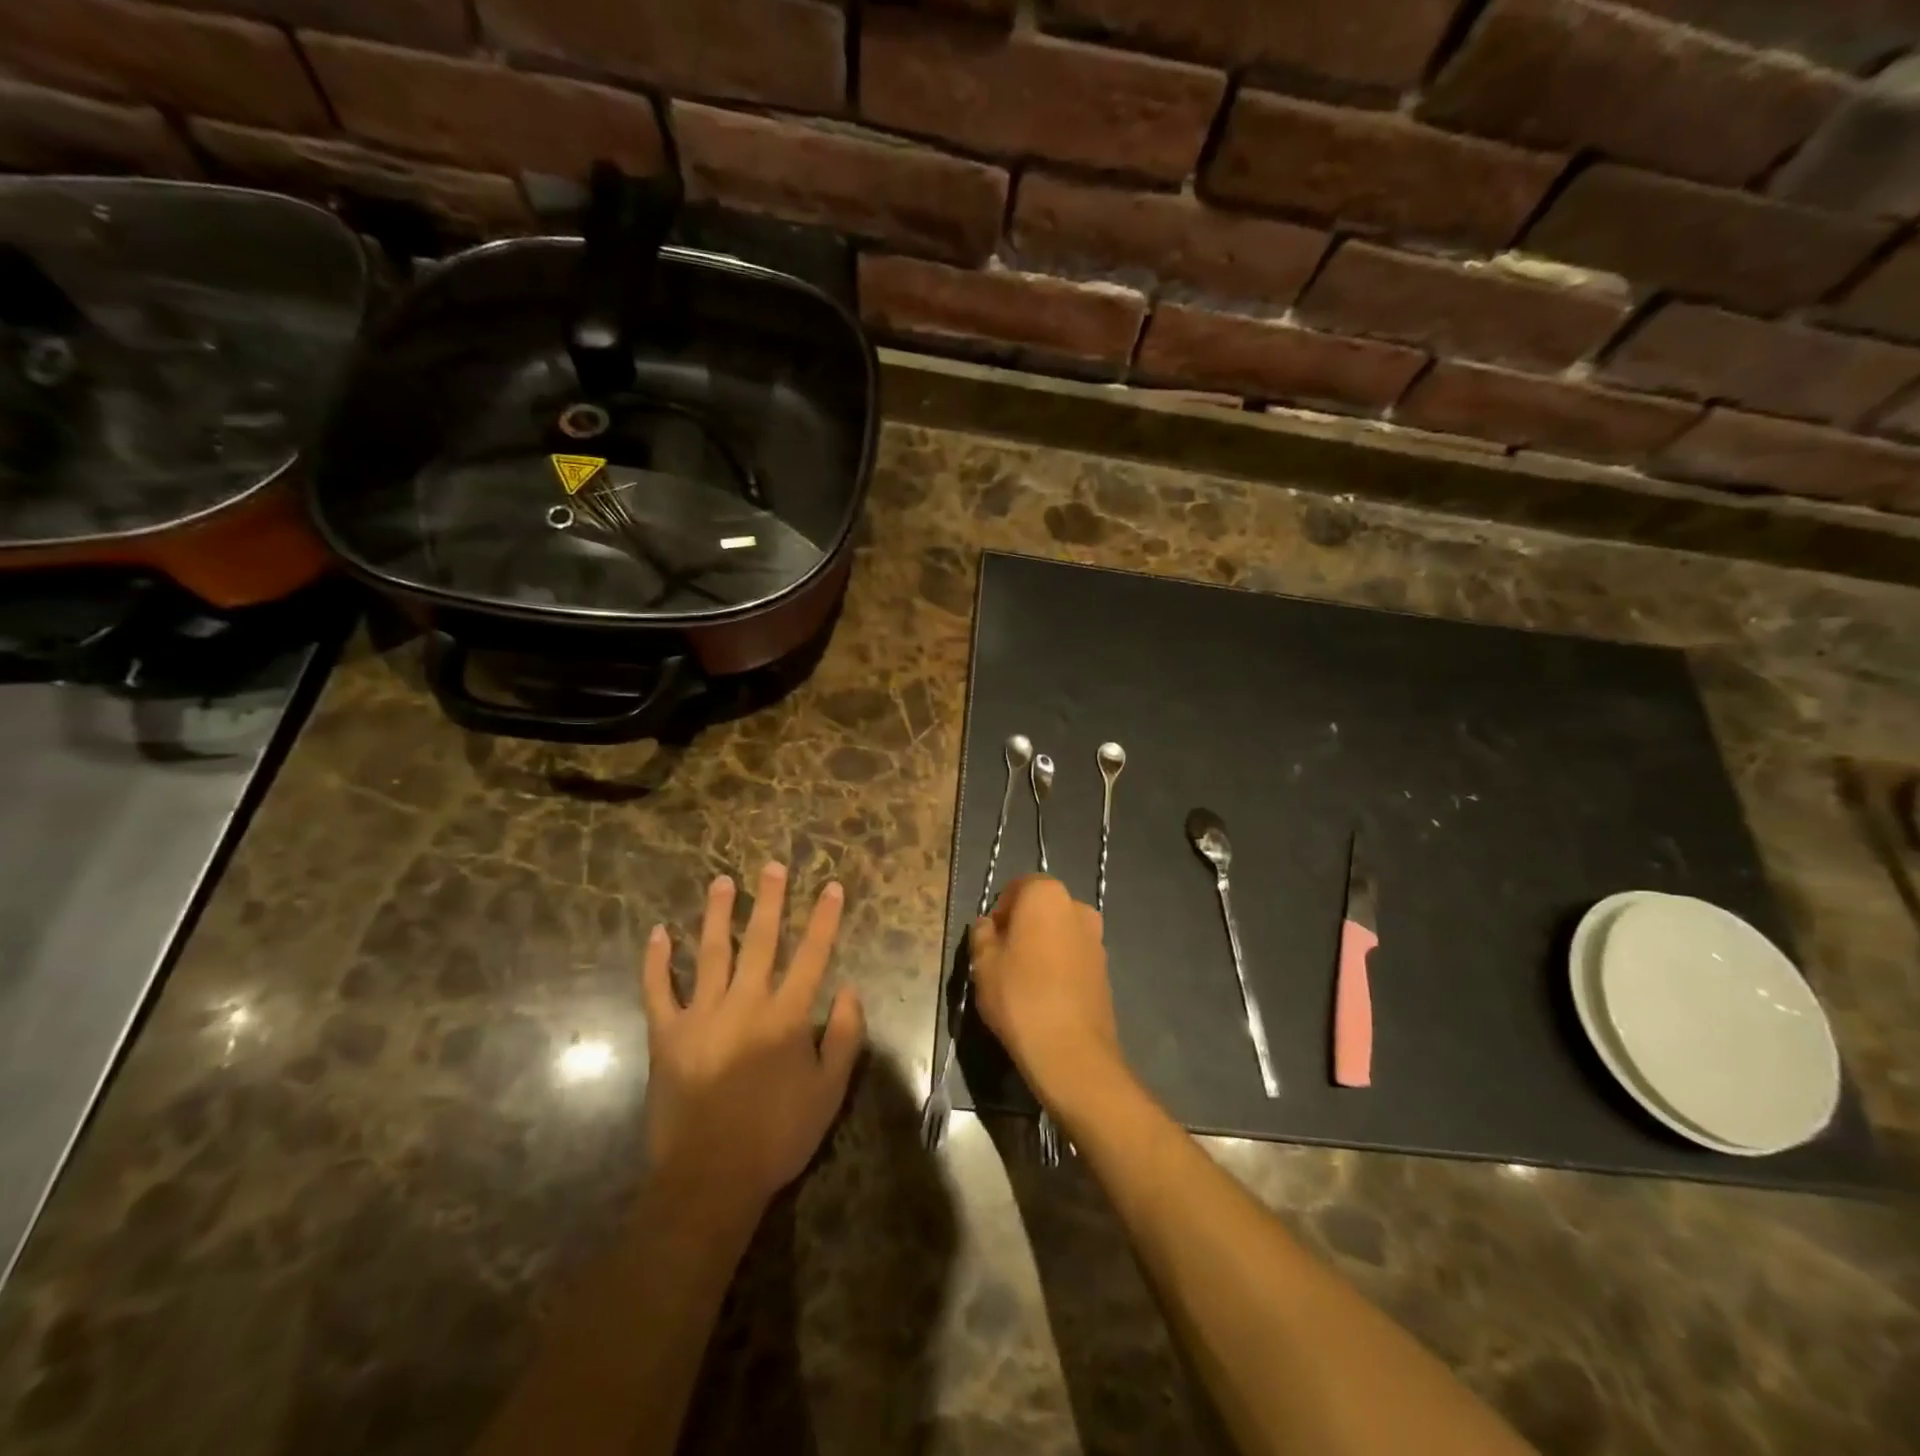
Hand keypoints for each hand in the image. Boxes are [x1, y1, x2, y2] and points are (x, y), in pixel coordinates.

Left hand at [641, 865, 864, 1221]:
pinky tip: (657, 933)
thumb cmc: (778, 1135)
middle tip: (772, 866)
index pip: (812, 955)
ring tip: (721, 882)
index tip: (831, 887)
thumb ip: (845, 1036)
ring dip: (717, 914)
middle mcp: (746, 1003)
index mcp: (787, 1015)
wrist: (710, 1178)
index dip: (824, 919)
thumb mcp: (830, 1090)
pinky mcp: (667, 1035)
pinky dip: (656, 961)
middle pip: (761, 940)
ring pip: (711, 952)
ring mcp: (702, 1015)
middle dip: (770, 900)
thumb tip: (849, 989)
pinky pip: (658, 990)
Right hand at [969, 875, 1125, 1115]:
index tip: (989, 940)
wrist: (1071, 1051)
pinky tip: (1045, 995)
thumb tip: (988, 925)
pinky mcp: (1105, 968)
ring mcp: (1096, 938)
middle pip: (1041, 909)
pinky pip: (1073, 956)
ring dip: (1042, 946)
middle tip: (1002, 959)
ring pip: (1059, 933)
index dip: (999, 911)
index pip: (1017, 887)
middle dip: (1022, 926)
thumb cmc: (1019, 996)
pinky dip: (1059, 966)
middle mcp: (1077, 907)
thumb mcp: (983, 963)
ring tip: (1023, 981)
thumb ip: (982, 934)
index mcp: (1046, 894)